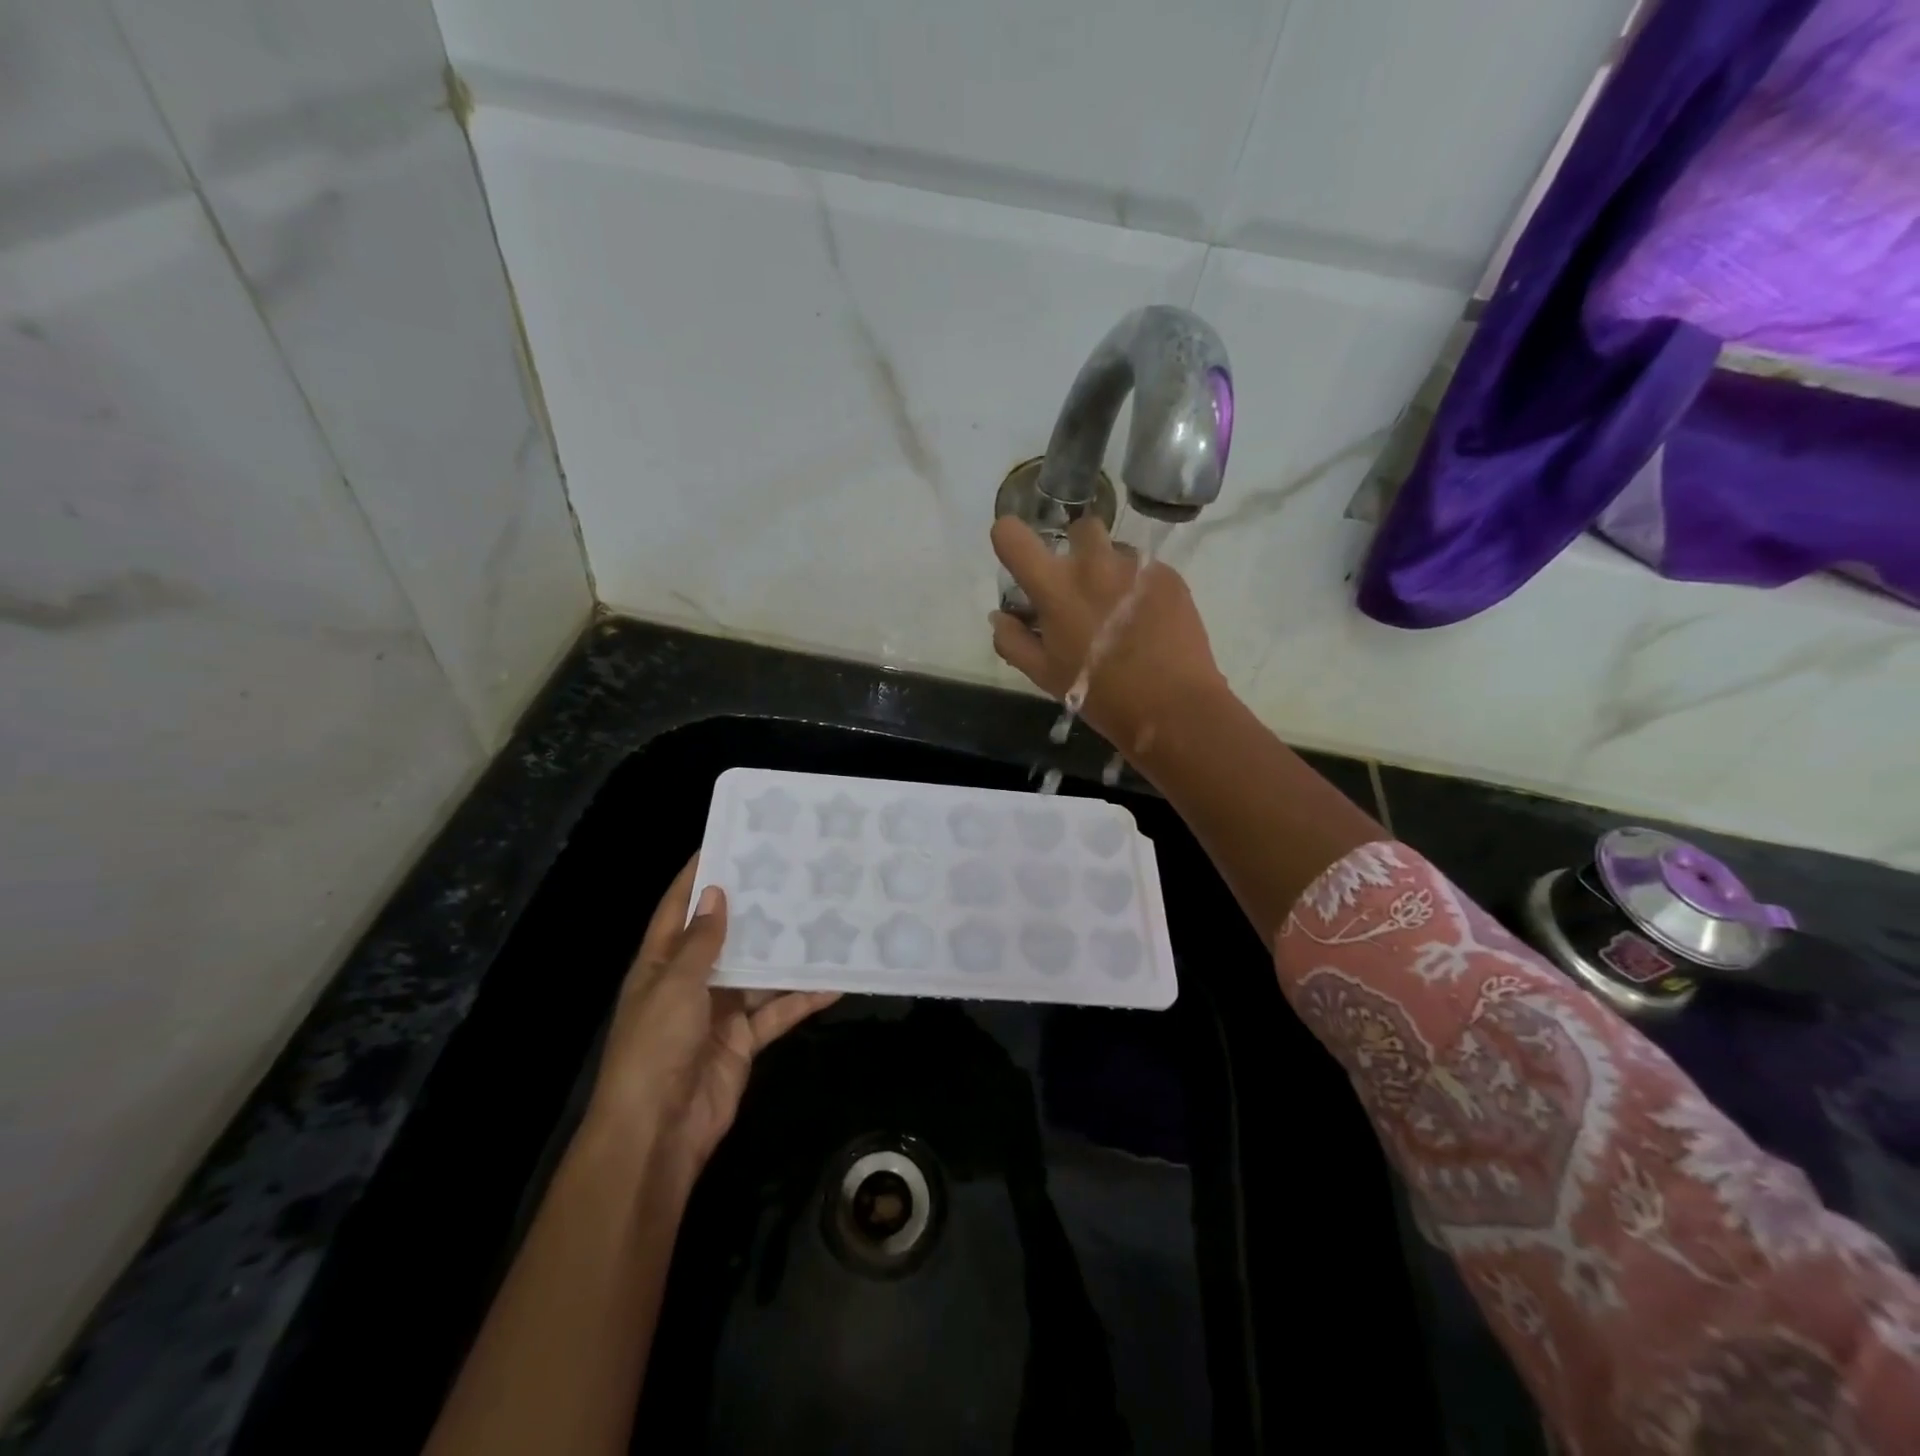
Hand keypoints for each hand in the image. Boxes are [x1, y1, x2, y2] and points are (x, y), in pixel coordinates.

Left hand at [585, 858, 838, 1177]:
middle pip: (725, 937)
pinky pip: (776, 1012)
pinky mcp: (743, 1041)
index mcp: (660, 964)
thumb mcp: (674, 986)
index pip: (677, 908)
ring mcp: (718, 1012)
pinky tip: (833, 982)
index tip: (728, 841)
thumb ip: (700, 941)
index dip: (697, 875)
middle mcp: (689, 982)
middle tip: (792, 875)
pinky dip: (801, 999)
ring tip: (822, 919)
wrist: (657, 1133)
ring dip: (785, 954)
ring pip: (758, 973)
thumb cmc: (655, 1047)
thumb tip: (716, 892)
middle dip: (754, 910)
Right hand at [990, 515, 1225, 755]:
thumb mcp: (1045, 676)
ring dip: (1111, 570)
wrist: (1172, 706)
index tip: (1019, 557)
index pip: (1012, 535)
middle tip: (1080, 587)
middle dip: (1076, 549)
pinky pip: (1146, 569)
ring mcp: (1136, 566)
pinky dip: (1140, 587)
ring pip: (1117, 550)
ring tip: (1119, 609)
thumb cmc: (1100, 694)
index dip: (1009, 539)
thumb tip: (1000, 616)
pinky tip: (1147, 620)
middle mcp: (1094, 564)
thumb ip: (1013, 641)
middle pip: (1078, 528)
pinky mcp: (1169, 576)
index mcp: (1054, 587)